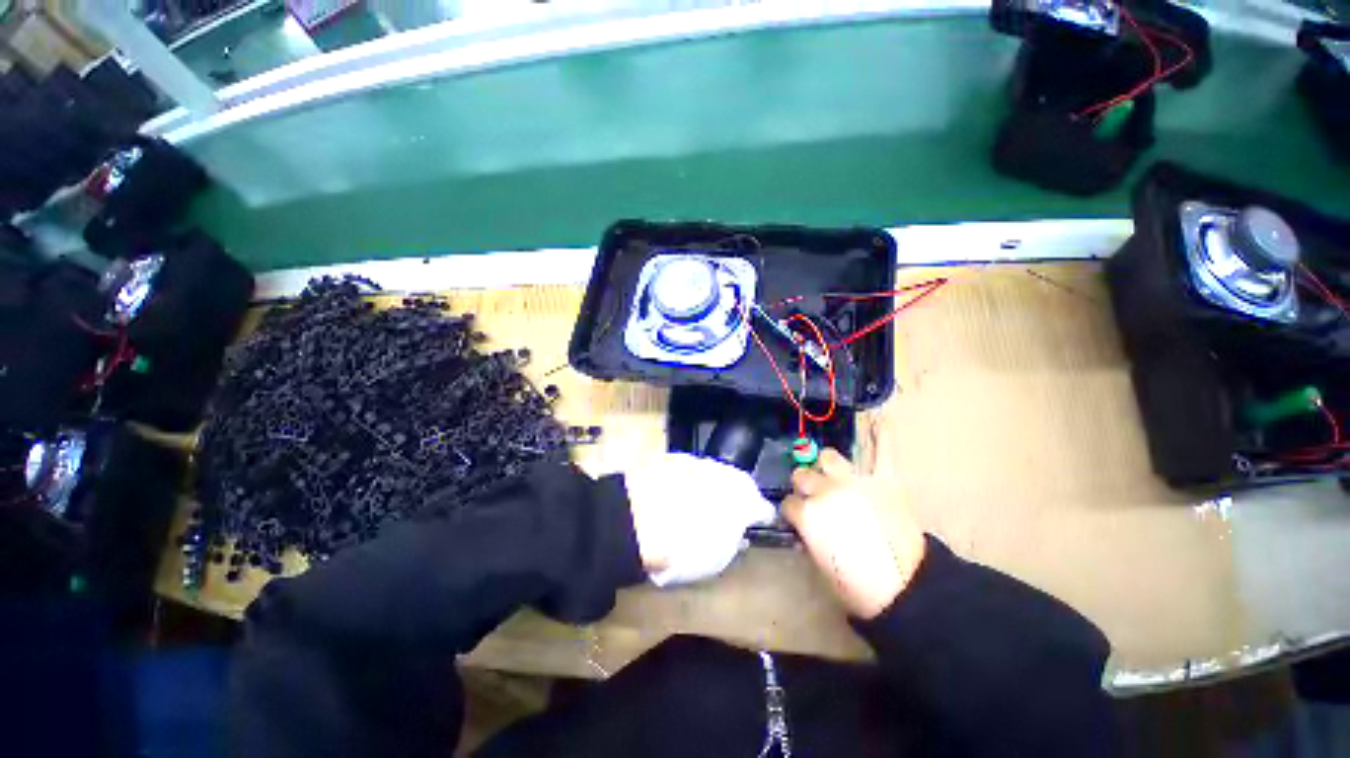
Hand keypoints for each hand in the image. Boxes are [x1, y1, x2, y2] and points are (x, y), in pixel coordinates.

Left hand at [624, 454, 776, 586]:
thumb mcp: (716, 558)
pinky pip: (686, 469)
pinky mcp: (671, 457)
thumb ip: (733, 542)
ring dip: (710, 485)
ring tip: (696, 503)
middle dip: (735, 496)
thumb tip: (738, 534)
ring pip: (712, 473)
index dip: (760, 516)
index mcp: (743, 498)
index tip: (757, 524)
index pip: (761, 506)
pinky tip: (673, 493)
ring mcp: (696, 461)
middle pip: (738, 484)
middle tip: (725, 514)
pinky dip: (685, 480)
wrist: (634, 518)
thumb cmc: (681, 547)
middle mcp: (724, 472)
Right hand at [782, 449, 925, 619]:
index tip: (798, 518)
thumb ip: (808, 534)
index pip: (788, 503)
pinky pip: (882, 451)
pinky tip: (879, 420)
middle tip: (814, 497)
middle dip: (804, 486)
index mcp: (807, 515)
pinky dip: (881, 436)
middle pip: (802, 475)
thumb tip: (805, 522)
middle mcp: (825, 491)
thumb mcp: (820, 564)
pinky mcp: (883, 480)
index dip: (793, 512)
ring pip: (828, 457)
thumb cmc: (856, 586)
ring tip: (832, 474)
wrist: (906, 588)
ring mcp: (854, 482)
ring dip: (825, 466)